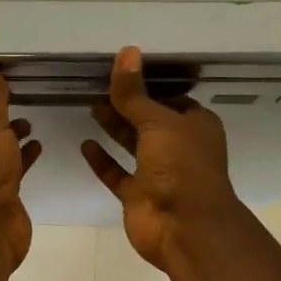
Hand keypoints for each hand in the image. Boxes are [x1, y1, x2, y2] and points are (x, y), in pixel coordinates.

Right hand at [83, 46, 241, 271]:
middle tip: (98, 87)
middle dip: (127, 105)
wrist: (184, 228)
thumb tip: (126, 52)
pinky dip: (103, 160)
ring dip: (114, 128)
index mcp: (195, 126)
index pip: (171, 98)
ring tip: (90, 107)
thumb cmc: (181, 167)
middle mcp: (178, 147)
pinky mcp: (138, 195)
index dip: (149, 86)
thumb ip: (135, 93)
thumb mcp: (158, 122)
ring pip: (133, 145)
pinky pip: (117, 173)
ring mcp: (158, 173)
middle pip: (149, 120)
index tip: (122, 72)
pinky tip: (85, 144)